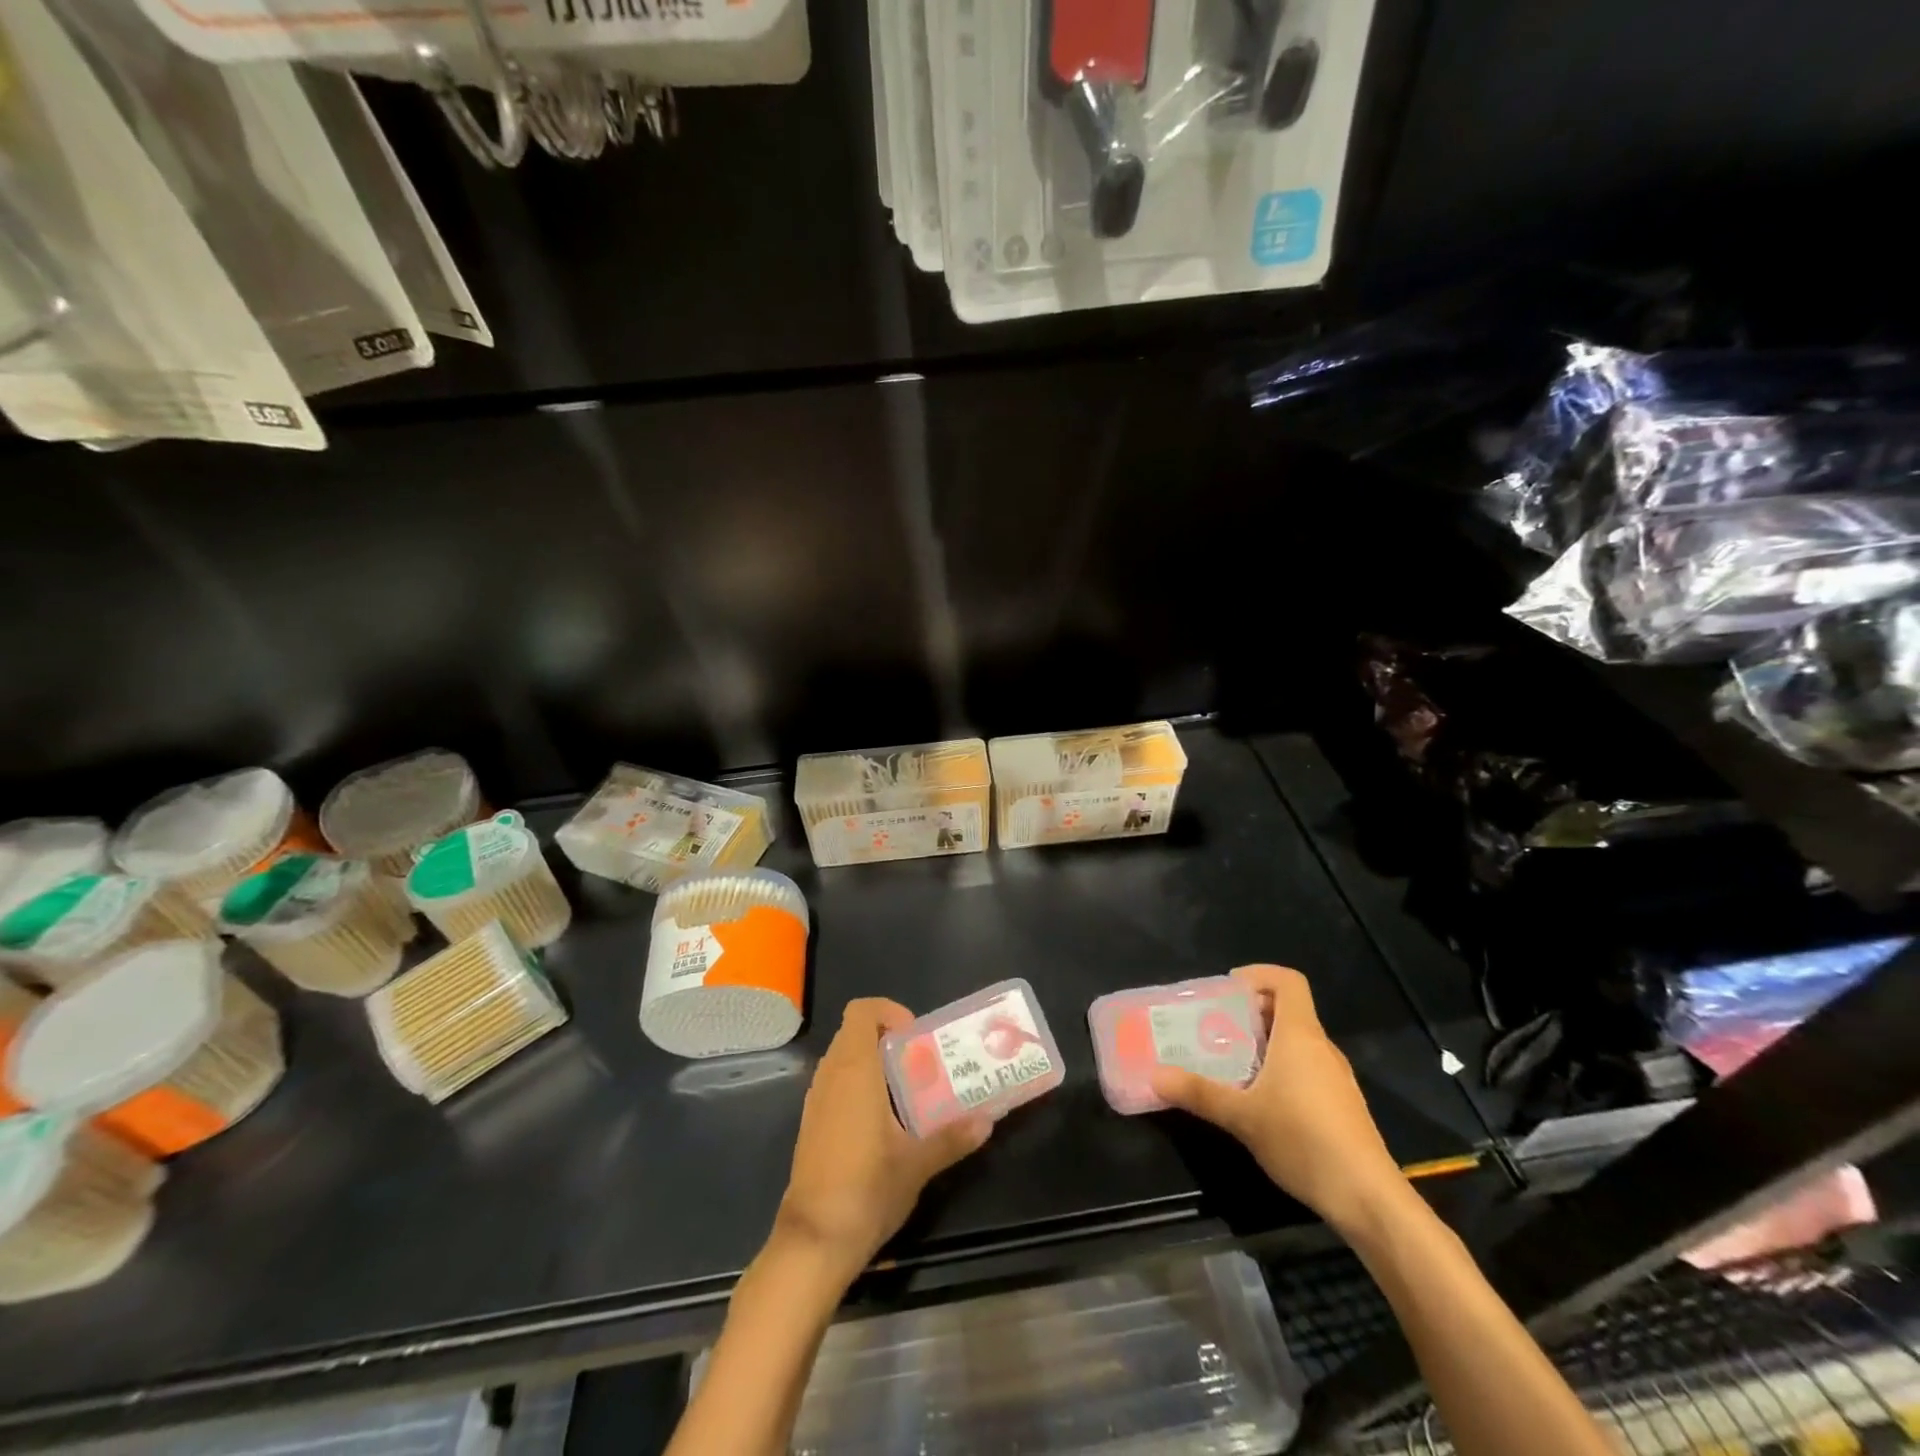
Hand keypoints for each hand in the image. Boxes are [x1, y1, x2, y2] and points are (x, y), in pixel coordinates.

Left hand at [774, 998, 990, 1284]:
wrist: (814, 1241)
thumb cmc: (866, 1188)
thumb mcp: (917, 1163)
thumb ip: (952, 1137)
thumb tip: (988, 1120)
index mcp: (854, 1070)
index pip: (861, 1011)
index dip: (889, 1012)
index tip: (915, 1037)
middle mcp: (830, 1076)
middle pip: (854, 1032)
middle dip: (888, 1039)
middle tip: (921, 1063)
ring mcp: (816, 1100)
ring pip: (844, 1059)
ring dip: (874, 1063)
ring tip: (909, 1090)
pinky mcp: (812, 1125)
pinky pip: (836, 1084)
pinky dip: (859, 1085)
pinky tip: (884, 1121)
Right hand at [1150, 964, 1407, 1232]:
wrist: (1368, 1198)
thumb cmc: (1303, 1140)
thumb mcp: (1241, 1116)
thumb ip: (1198, 1092)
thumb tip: (1155, 1076)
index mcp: (1300, 1035)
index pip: (1288, 981)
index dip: (1259, 974)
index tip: (1228, 988)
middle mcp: (1321, 1047)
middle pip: (1288, 1010)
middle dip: (1251, 1011)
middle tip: (1216, 1026)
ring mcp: (1336, 1077)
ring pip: (1297, 1042)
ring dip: (1265, 1042)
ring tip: (1230, 1061)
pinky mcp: (1341, 1105)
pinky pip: (1306, 1068)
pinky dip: (1281, 1068)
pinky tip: (1259, 1099)